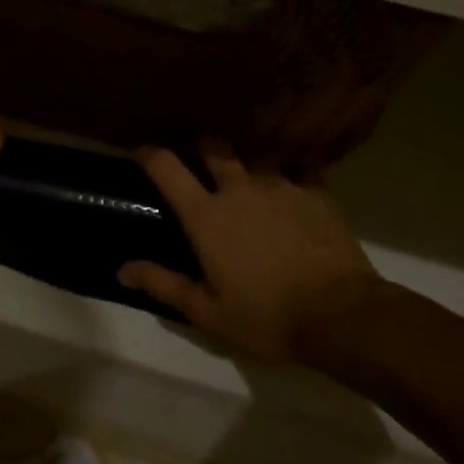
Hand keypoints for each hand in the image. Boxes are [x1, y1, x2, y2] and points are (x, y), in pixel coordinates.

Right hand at [118, 143, 383, 361]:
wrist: (340, 315)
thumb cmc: (266, 317)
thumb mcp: (207, 312)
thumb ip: (163, 284)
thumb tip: (123, 269)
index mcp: (206, 215)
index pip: (166, 167)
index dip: (148, 154)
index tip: (140, 153)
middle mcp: (238, 188)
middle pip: (213, 146)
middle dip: (202, 148)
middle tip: (201, 163)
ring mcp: (280, 184)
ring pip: (256, 155)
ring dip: (248, 162)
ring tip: (251, 176)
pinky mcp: (315, 191)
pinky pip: (300, 169)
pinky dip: (292, 173)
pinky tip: (295, 186)